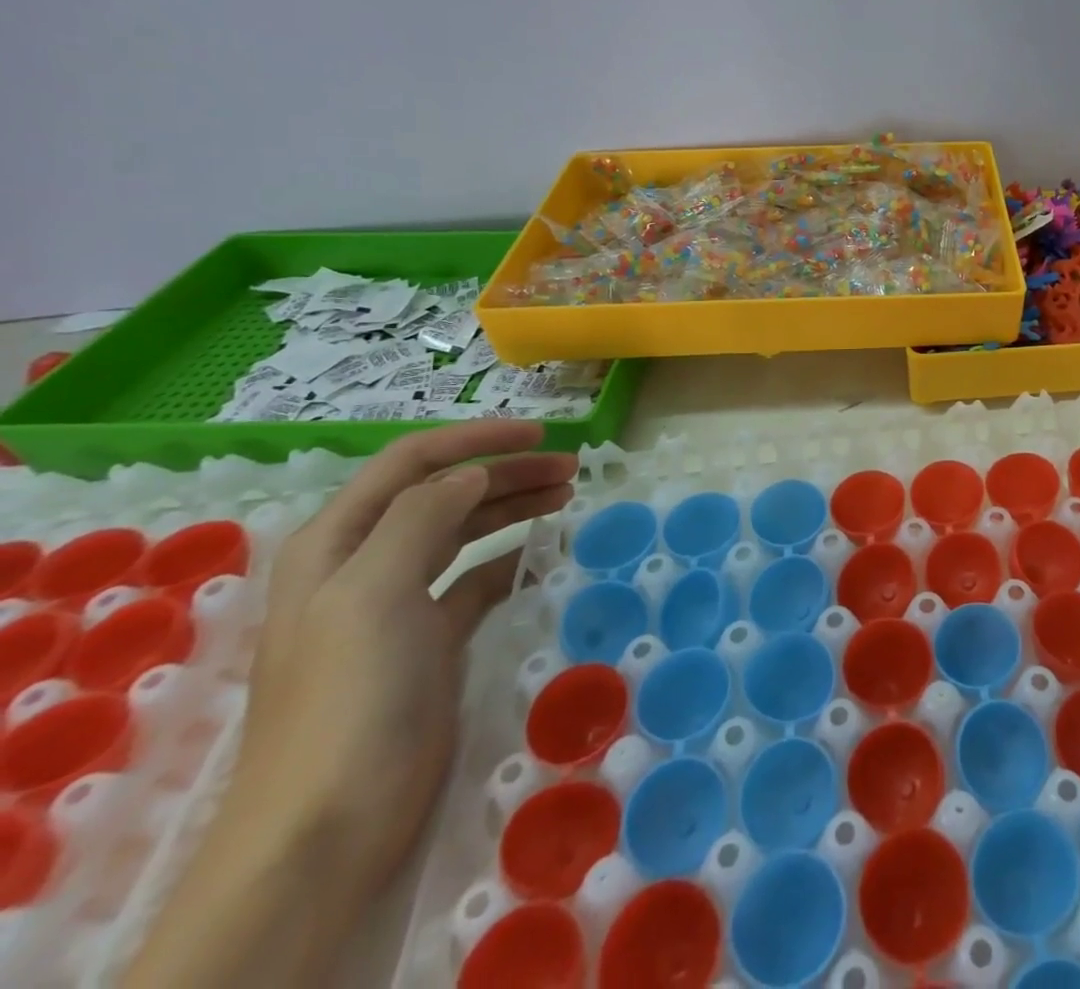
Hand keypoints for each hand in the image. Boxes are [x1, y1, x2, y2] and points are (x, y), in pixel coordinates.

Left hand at [230, 420, 575, 894]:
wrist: (329, 825)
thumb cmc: (349, 696)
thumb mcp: (373, 592)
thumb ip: (419, 518)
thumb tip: (472, 473)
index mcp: (338, 542)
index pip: (412, 463)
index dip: (475, 440)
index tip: (539, 435)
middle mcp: (366, 562)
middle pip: (445, 493)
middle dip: (507, 472)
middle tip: (571, 468)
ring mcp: (398, 604)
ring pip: (465, 531)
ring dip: (514, 507)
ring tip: (568, 496)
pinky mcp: (430, 640)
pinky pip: (478, 579)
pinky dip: (513, 558)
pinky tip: (546, 555)